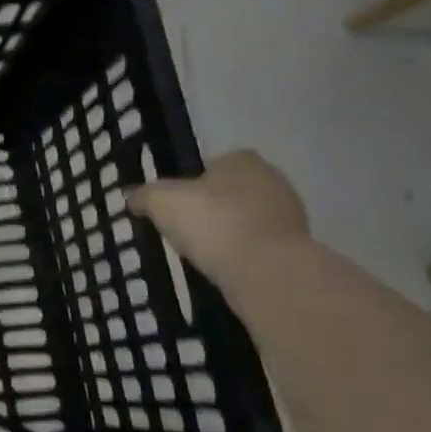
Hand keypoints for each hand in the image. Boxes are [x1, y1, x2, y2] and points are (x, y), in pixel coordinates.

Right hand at [127, 150, 310, 281]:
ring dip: (230, 229)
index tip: (177, 202)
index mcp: (243, 160)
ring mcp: (291, 214)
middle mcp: (273, 179)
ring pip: (248, 216)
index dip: (193, 180)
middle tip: (186, 226)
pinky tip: (225, 265)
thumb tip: (131, 196)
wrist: (266, 271)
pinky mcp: (298, 246)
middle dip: (213, 205)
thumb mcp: (161, 202)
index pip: (215, 162)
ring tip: (204, 251)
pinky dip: (244, 251)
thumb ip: (144, 195)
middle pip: (233, 189)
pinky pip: (261, 242)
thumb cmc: (212, 223)